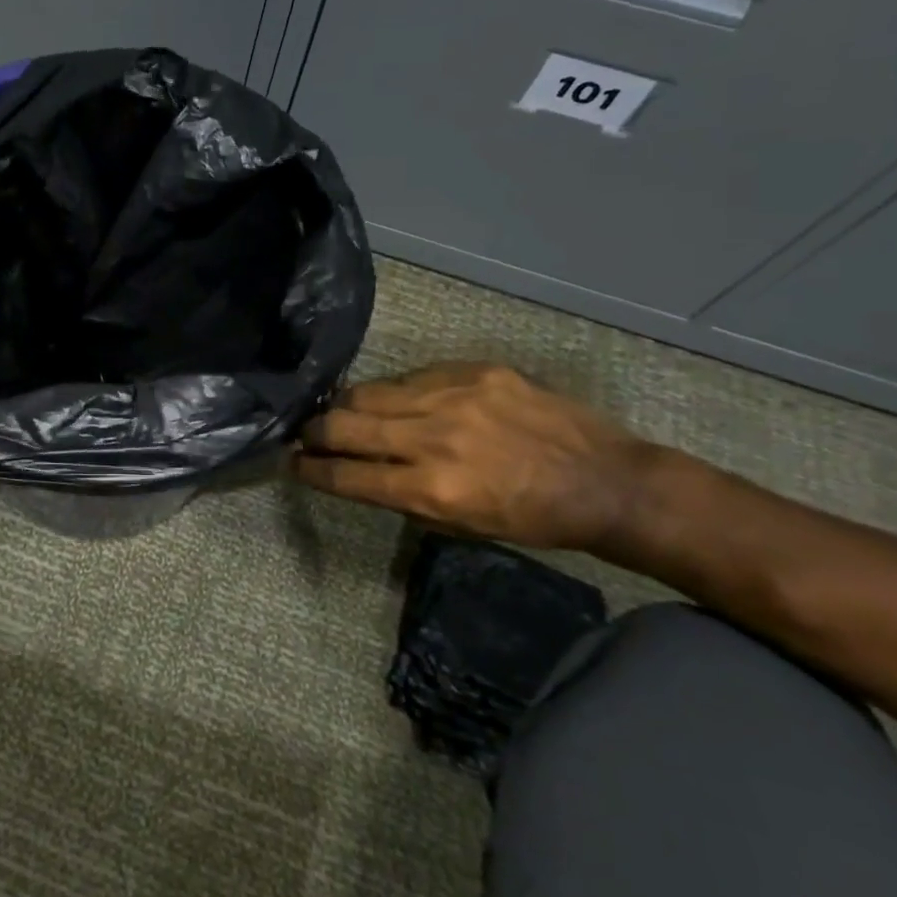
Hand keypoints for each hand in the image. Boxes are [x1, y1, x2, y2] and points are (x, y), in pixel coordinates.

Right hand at [291, 364, 655, 550]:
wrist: (604, 482)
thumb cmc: (530, 520)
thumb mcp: (459, 525)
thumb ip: (402, 495)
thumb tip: (356, 470)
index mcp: (431, 489)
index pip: (347, 475)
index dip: (310, 470)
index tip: (292, 464)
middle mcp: (434, 438)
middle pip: (345, 425)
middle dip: (314, 431)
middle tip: (307, 434)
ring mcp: (454, 397)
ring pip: (369, 392)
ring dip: (346, 406)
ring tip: (341, 412)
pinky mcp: (474, 371)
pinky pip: (411, 377)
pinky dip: (394, 392)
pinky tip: (396, 400)